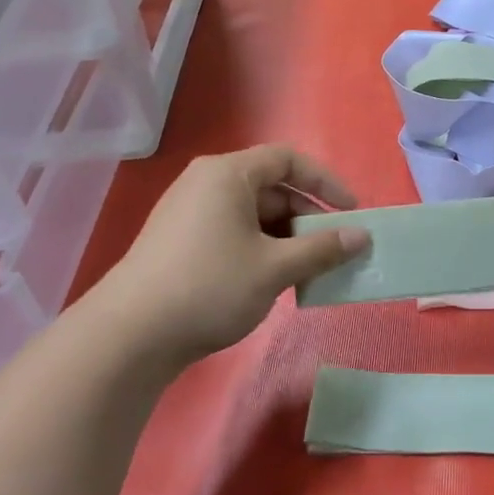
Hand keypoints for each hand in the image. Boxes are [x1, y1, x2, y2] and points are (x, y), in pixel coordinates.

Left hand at [87, 146, 368, 366]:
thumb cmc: (210, 287)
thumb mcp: (275, 268)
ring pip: (253, 214)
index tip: (352, 211)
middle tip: (333, 249)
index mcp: (228, 174)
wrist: (130, 335)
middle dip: (307, 217)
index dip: (325, 182)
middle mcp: (206, 183)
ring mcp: (189, 212)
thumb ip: (322, 249)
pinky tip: (273, 280)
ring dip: (286, 238)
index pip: (288, 159)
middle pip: (271, 187)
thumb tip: (363, 236)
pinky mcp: (180, 241)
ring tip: (307, 271)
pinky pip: (233, 231)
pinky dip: (261, 248)